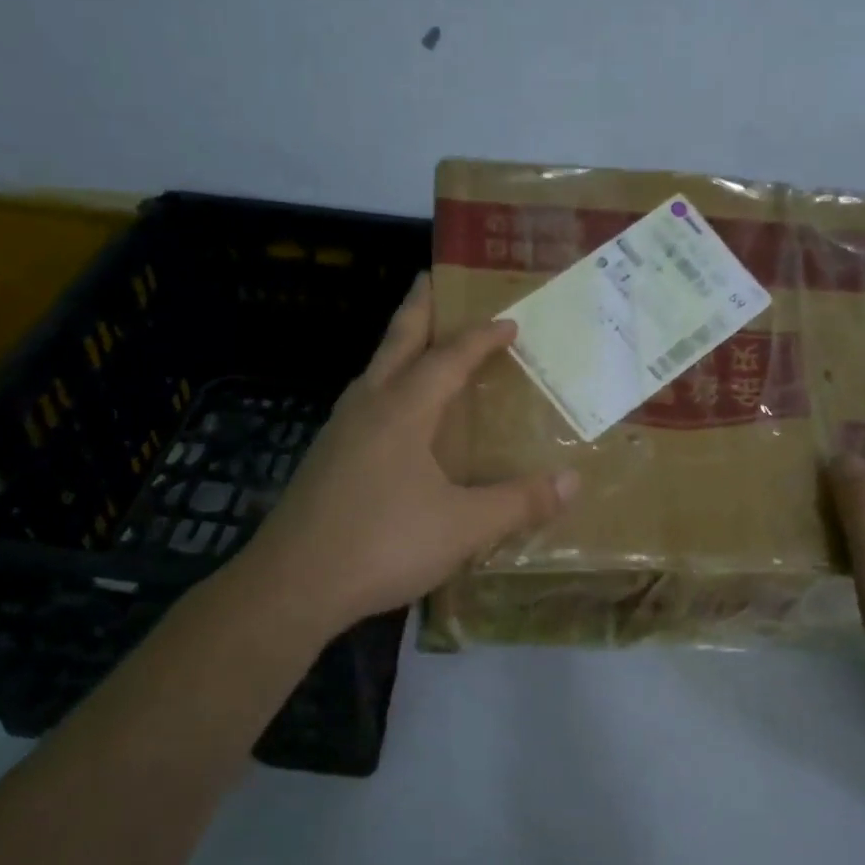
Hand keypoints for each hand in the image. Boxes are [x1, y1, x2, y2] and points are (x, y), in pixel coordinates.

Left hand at [240, 274, 579, 636]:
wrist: (291, 585)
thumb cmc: (382, 544)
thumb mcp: (463, 527)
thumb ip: (519, 503)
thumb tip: (573, 481)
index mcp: (403, 410)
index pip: (449, 358)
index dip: (481, 338)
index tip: (508, 321)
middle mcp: (367, 407)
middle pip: (396, 342)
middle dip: (418, 308)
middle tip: (432, 279)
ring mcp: (338, 431)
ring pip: (373, 371)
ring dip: (398, 347)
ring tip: (417, 342)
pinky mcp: (324, 459)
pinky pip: (362, 402)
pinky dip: (385, 386)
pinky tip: (390, 415)